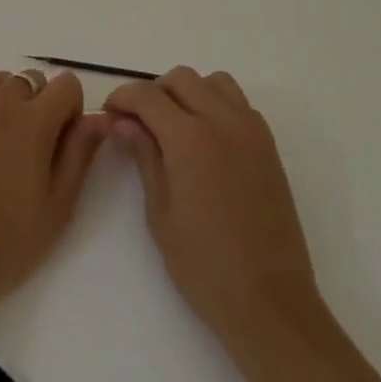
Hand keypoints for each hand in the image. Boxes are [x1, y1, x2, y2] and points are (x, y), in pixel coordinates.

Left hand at [0, 69, 107, 341]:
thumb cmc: (3, 244)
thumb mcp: (57, 208)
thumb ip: (80, 154)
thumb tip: (99, 118)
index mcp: (34, 121)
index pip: (67, 85)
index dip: (71, 111)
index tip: (61, 144)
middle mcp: (1, 101)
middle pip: (32, 80)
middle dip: (39, 106)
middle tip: (29, 152)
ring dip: (7, 103)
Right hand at [105, 68, 326, 358]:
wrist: (271, 302)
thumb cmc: (205, 267)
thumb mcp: (161, 214)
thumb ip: (143, 157)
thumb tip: (122, 122)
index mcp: (190, 137)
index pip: (148, 96)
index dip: (123, 98)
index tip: (109, 113)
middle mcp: (222, 120)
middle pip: (181, 79)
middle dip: (153, 92)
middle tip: (137, 122)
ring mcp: (250, 129)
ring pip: (213, 82)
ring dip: (188, 92)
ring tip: (174, 126)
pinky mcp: (268, 144)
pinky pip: (238, 102)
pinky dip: (216, 104)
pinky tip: (206, 139)